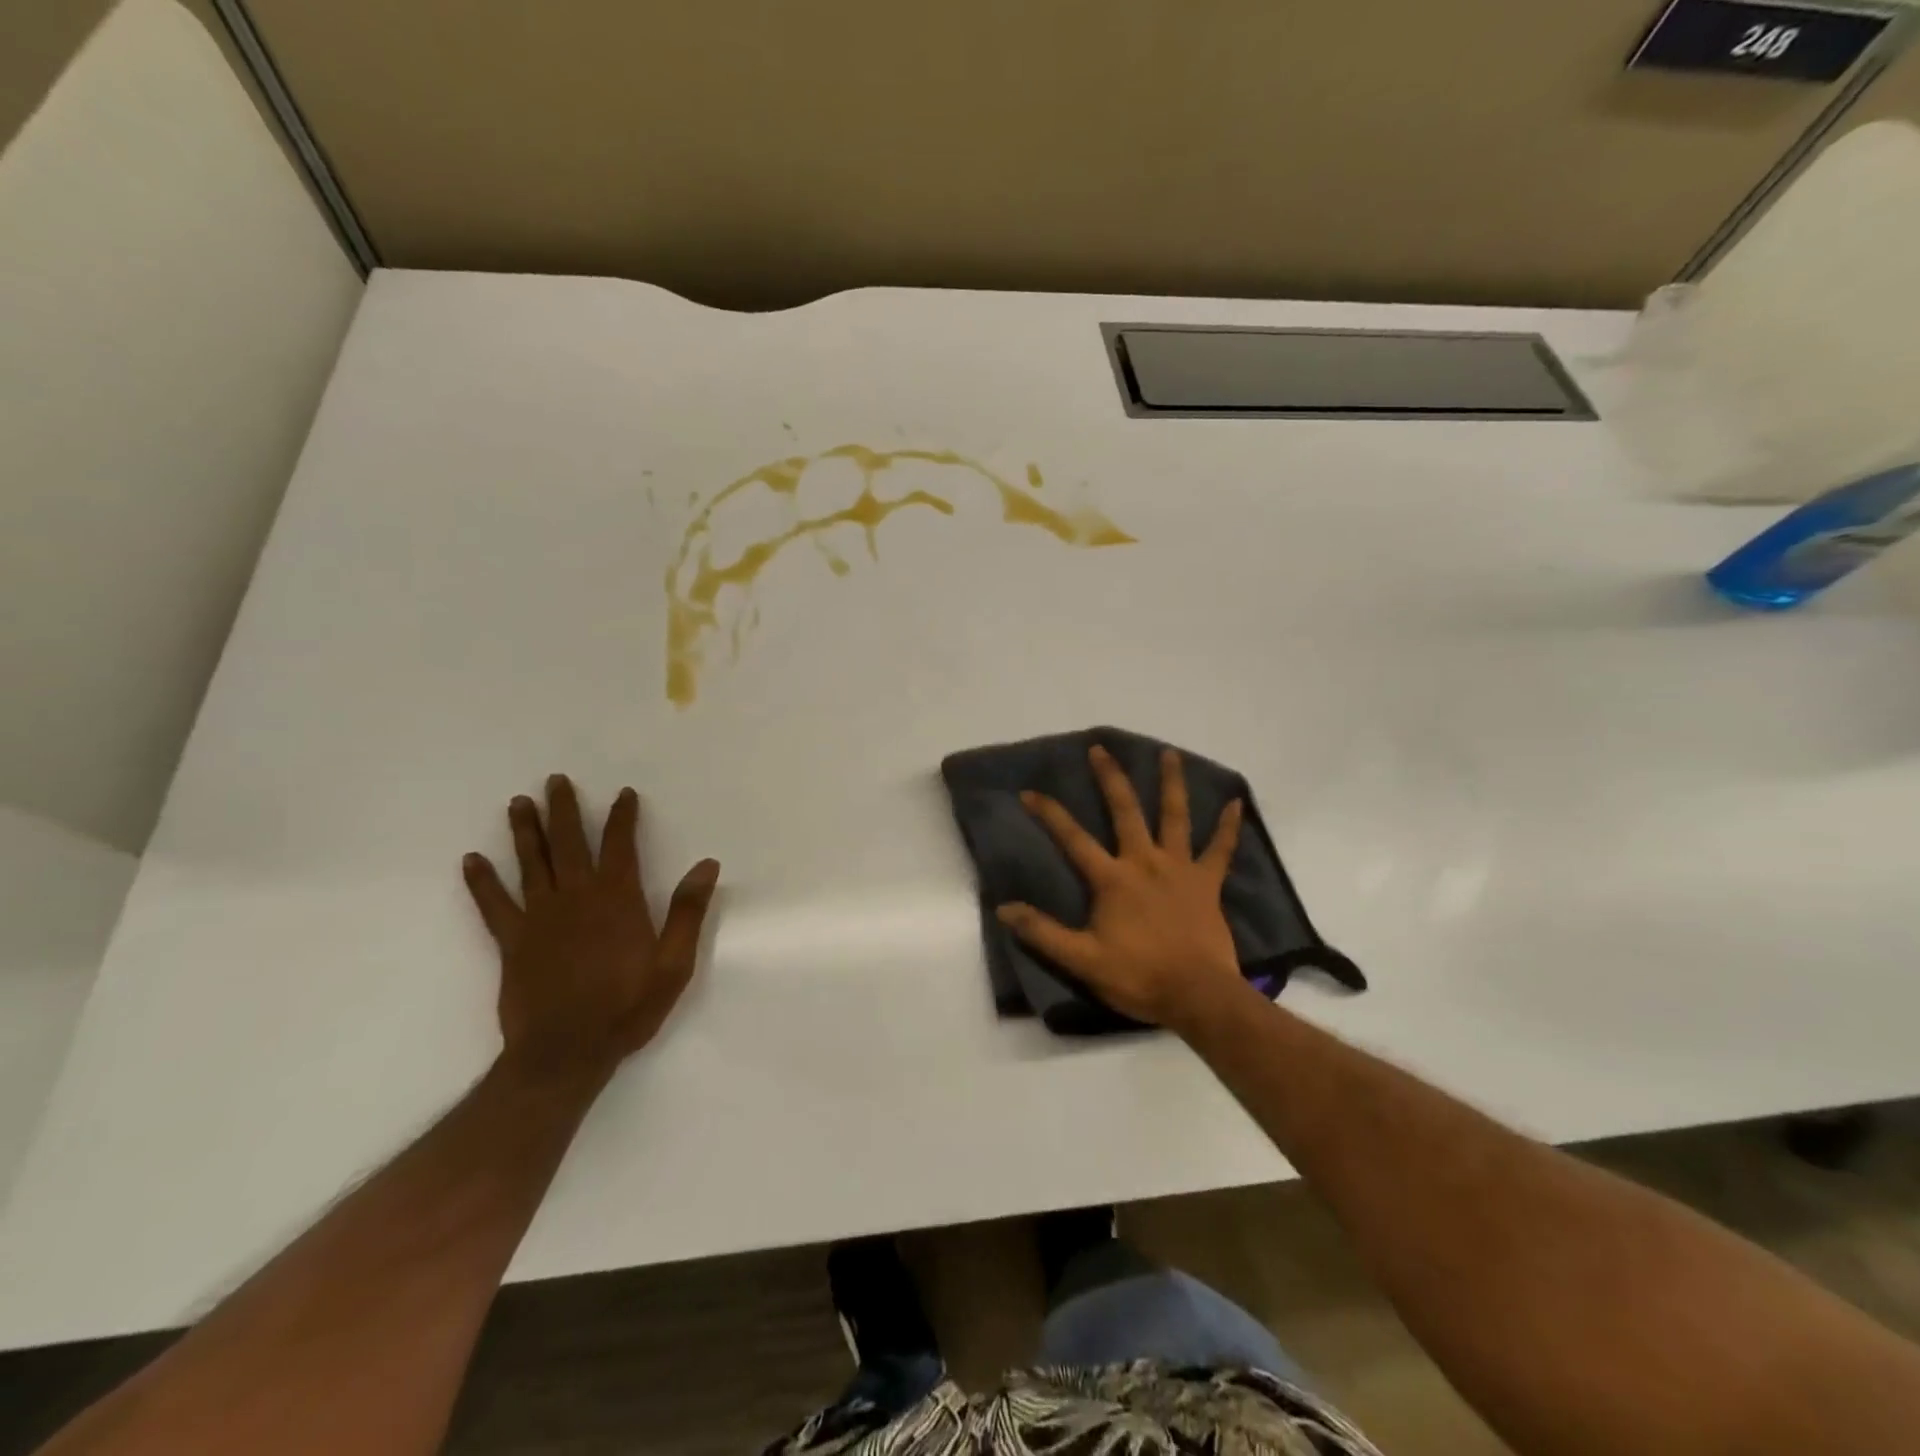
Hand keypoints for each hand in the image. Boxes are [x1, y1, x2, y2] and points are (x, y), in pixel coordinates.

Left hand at [463, 774, 719, 1087]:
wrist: (566, 1053)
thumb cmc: (627, 1008)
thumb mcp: (674, 964)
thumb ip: (688, 912)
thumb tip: (707, 865)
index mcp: (618, 900)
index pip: (621, 845)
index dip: (622, 817)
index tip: (623, 793)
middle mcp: (576, 897)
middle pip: (569, 843)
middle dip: (564, 810)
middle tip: (555, 780)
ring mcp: (539, 917)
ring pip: (531, 863)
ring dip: (525, 831)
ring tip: (518, 802)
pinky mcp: (512, 941)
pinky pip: (493, 904)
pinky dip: (481, 882)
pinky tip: (471, 861)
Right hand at [996, 745, 1246, 1030]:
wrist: (1198, 996)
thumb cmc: (1139, 977)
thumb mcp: (1082, 960)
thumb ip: (1043, 933)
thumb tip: (1003, 909)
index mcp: (1113, 879)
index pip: (1073, 839)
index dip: (1049, 813)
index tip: (1028, 792)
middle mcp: (1145, 862)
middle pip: (1125, 811)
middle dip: (1110, 778)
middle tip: (1100, 748)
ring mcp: (1180, 869)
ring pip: (1175, 817)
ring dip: (1171, 784)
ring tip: (1169, 753)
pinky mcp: (1208, 883)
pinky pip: (1221, 850)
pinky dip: (1228, 827)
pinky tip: (1236, 803)